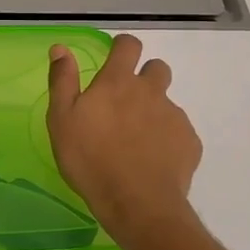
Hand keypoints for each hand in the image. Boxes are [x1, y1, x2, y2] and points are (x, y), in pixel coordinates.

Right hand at [47, 34, 201, 236]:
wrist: (137, 203)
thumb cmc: (90, 159)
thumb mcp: (62, 119)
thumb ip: (62, 80)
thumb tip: (60, 48)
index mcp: (118, 82)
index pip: (129, 46)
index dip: (123, 46)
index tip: (115, 56)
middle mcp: (150, 92)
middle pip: (157, 68)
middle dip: (145, 76)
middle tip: (126, 102)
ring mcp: (174, 116)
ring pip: (167, 102)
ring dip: (154, 110)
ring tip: (137, 138)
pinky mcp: (189, 142)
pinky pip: (178, 132)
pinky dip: (167, 139)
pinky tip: (152, 160)